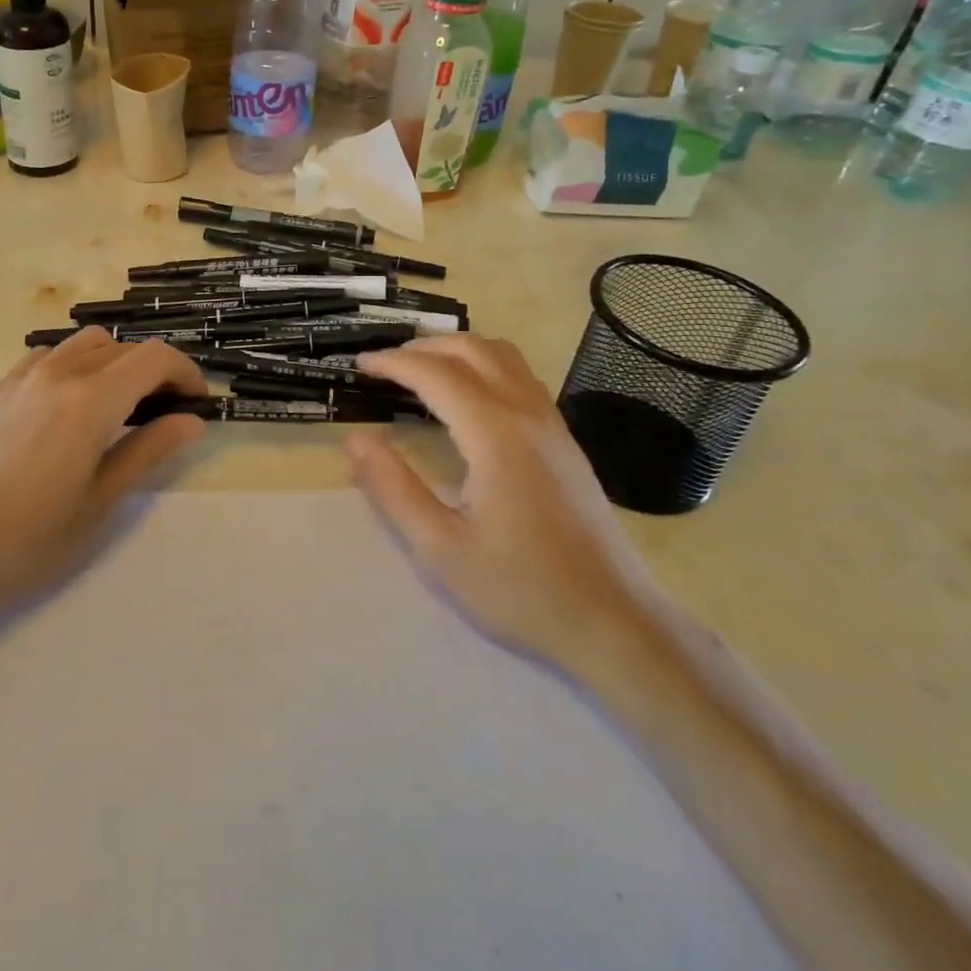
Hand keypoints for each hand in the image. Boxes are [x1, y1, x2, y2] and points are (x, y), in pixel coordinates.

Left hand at [0, 328, 208, 635]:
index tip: (197, 403)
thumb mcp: (100, 503)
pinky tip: (71, 406)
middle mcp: (57, 373)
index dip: (186, 372)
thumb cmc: (26, 542)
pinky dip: (76, 366)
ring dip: (114, 362)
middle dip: (154, 370)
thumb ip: (149, 451)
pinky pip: (49, 356)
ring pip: (84, 344)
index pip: (154, 358)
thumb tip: (193, 422)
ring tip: (120, 406)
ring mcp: (22, 377)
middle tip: (165, 412)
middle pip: (122, 347)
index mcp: (89, 401)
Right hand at [344, 336, 665, 670]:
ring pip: (502, 356)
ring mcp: (553, 424)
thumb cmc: (522, 589)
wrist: (615, 623)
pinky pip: (520, 377)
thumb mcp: (441, 549)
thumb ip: (393, 489)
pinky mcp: (565, 441)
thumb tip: (355, 439)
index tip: (360, 366)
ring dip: (457, 350)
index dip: (393, 363)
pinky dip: (483, 366)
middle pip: (472, 349)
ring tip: (421, 371)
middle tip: (385, 366)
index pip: (435, 374)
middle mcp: (527, 414)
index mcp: (495, 434)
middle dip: (422, 347)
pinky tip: (467, 399)